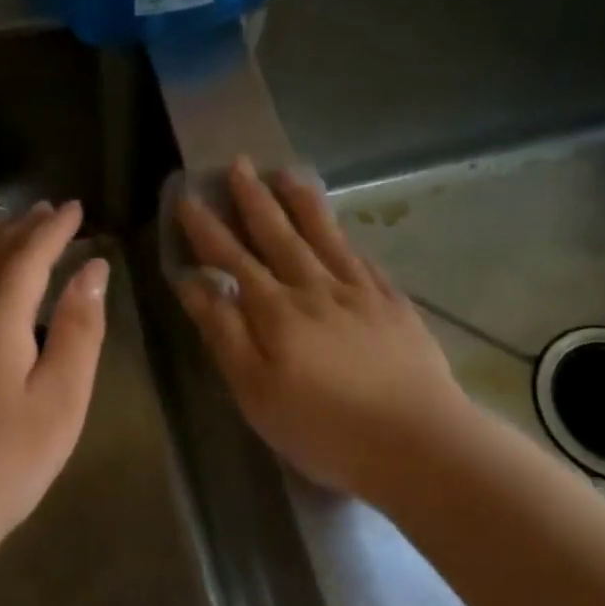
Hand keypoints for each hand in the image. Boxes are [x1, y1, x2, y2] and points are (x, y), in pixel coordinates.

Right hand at [174, 159, 468, 500]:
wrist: (416, 441)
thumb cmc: (323, 427)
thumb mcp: (255, 391)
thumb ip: (224, 333)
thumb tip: (193, 284)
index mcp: (276, 311)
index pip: (232, 259)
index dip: (207, 228)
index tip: (188, 196)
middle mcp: (315, 289)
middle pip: (278, 235)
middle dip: (254, 199)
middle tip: (239, 164)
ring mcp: (359, 293)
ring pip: (324, 236)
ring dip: (302, 203)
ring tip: (288, 173)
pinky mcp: (393, 305)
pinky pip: (362, 259)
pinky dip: (345, 238)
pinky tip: (342, 229)